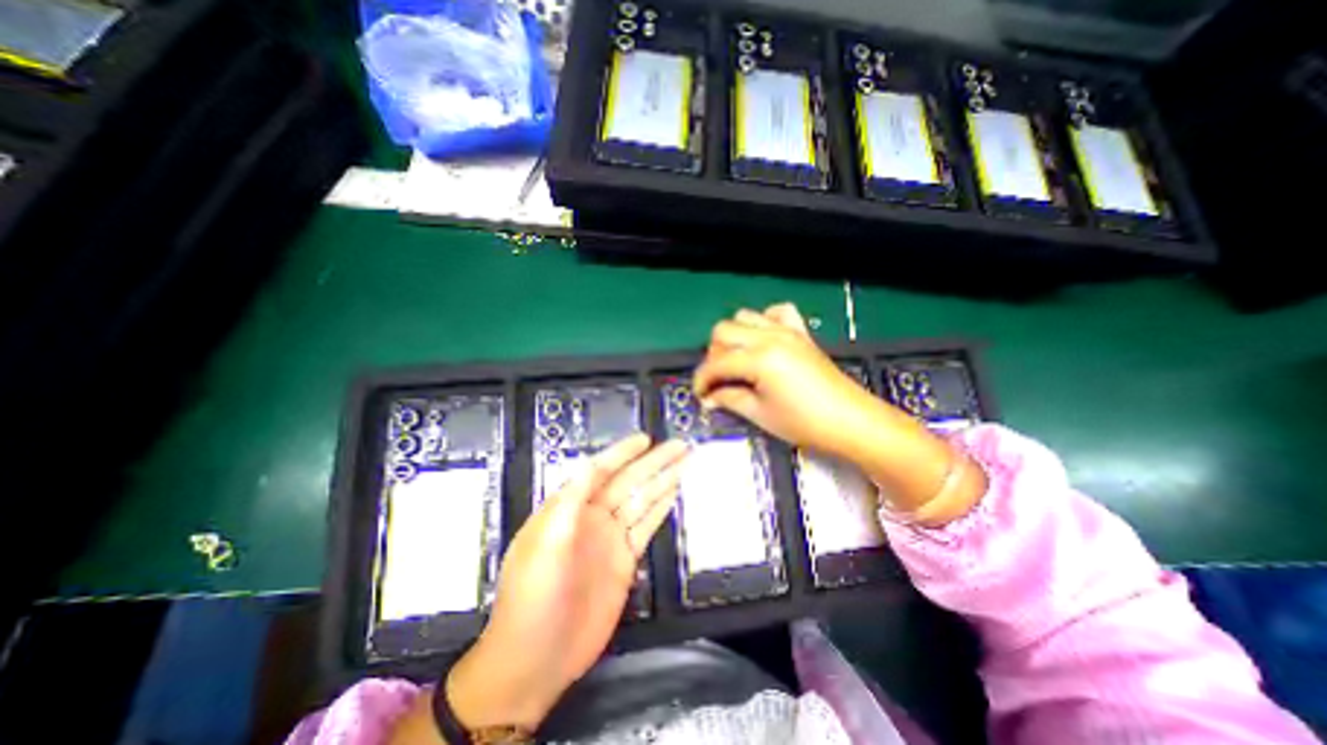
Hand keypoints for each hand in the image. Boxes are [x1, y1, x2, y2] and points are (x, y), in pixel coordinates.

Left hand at [449, 433, 688, 730]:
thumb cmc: (533, 597)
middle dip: (654, 463)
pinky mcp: (625, 560)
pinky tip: (674, 493)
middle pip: (629, 482)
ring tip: (685, 463)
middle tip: (680, 446)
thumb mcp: (545, 545)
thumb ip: (570, 503)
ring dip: (663, 481)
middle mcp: (593, 517)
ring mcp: (611, 539)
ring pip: (642, 501)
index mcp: (570, 508)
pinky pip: (647, 527)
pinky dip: (661, 509)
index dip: (623, 453)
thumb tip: (589, 463)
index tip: (645, 439)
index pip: (601, 471)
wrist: (536, 659)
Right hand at [689, 302, 976, 524]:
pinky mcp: (800, 333)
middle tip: (719, 380)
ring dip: (734, 337)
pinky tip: (763, 340)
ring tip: (737, 360)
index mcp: (758, 358)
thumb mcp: (760, 414)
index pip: (716, 363)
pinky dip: (764, 321)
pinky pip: (777, 312)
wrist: (851, 421)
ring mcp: (786, 330)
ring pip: (744, 317)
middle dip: (714, 355)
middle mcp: (769, 336)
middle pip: (723, 330)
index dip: (702, 379)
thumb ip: (729, 399)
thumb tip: (709, 396)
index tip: (700, 395)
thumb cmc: (804, 422)